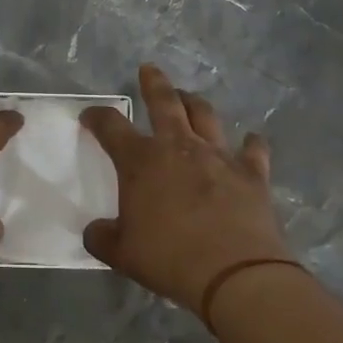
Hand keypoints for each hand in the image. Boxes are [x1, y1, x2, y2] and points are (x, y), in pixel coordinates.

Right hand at [80, 63, 289, 312]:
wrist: (234, 273)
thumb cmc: (170, 258)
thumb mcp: (122, 254)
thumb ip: (102, 237)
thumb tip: (94, 230)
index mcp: (141, 161)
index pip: (111, 127)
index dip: (97, 117)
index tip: (90, 115)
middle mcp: (178, 147)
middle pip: (164, 102)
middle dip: (154, 83)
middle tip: (149, 69)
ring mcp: (218, 156)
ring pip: (205, 115)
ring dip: (194, 103)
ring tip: (189, 97)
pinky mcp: (251, 173)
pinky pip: (253, 150)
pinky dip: (251, 144)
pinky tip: (252, 140)